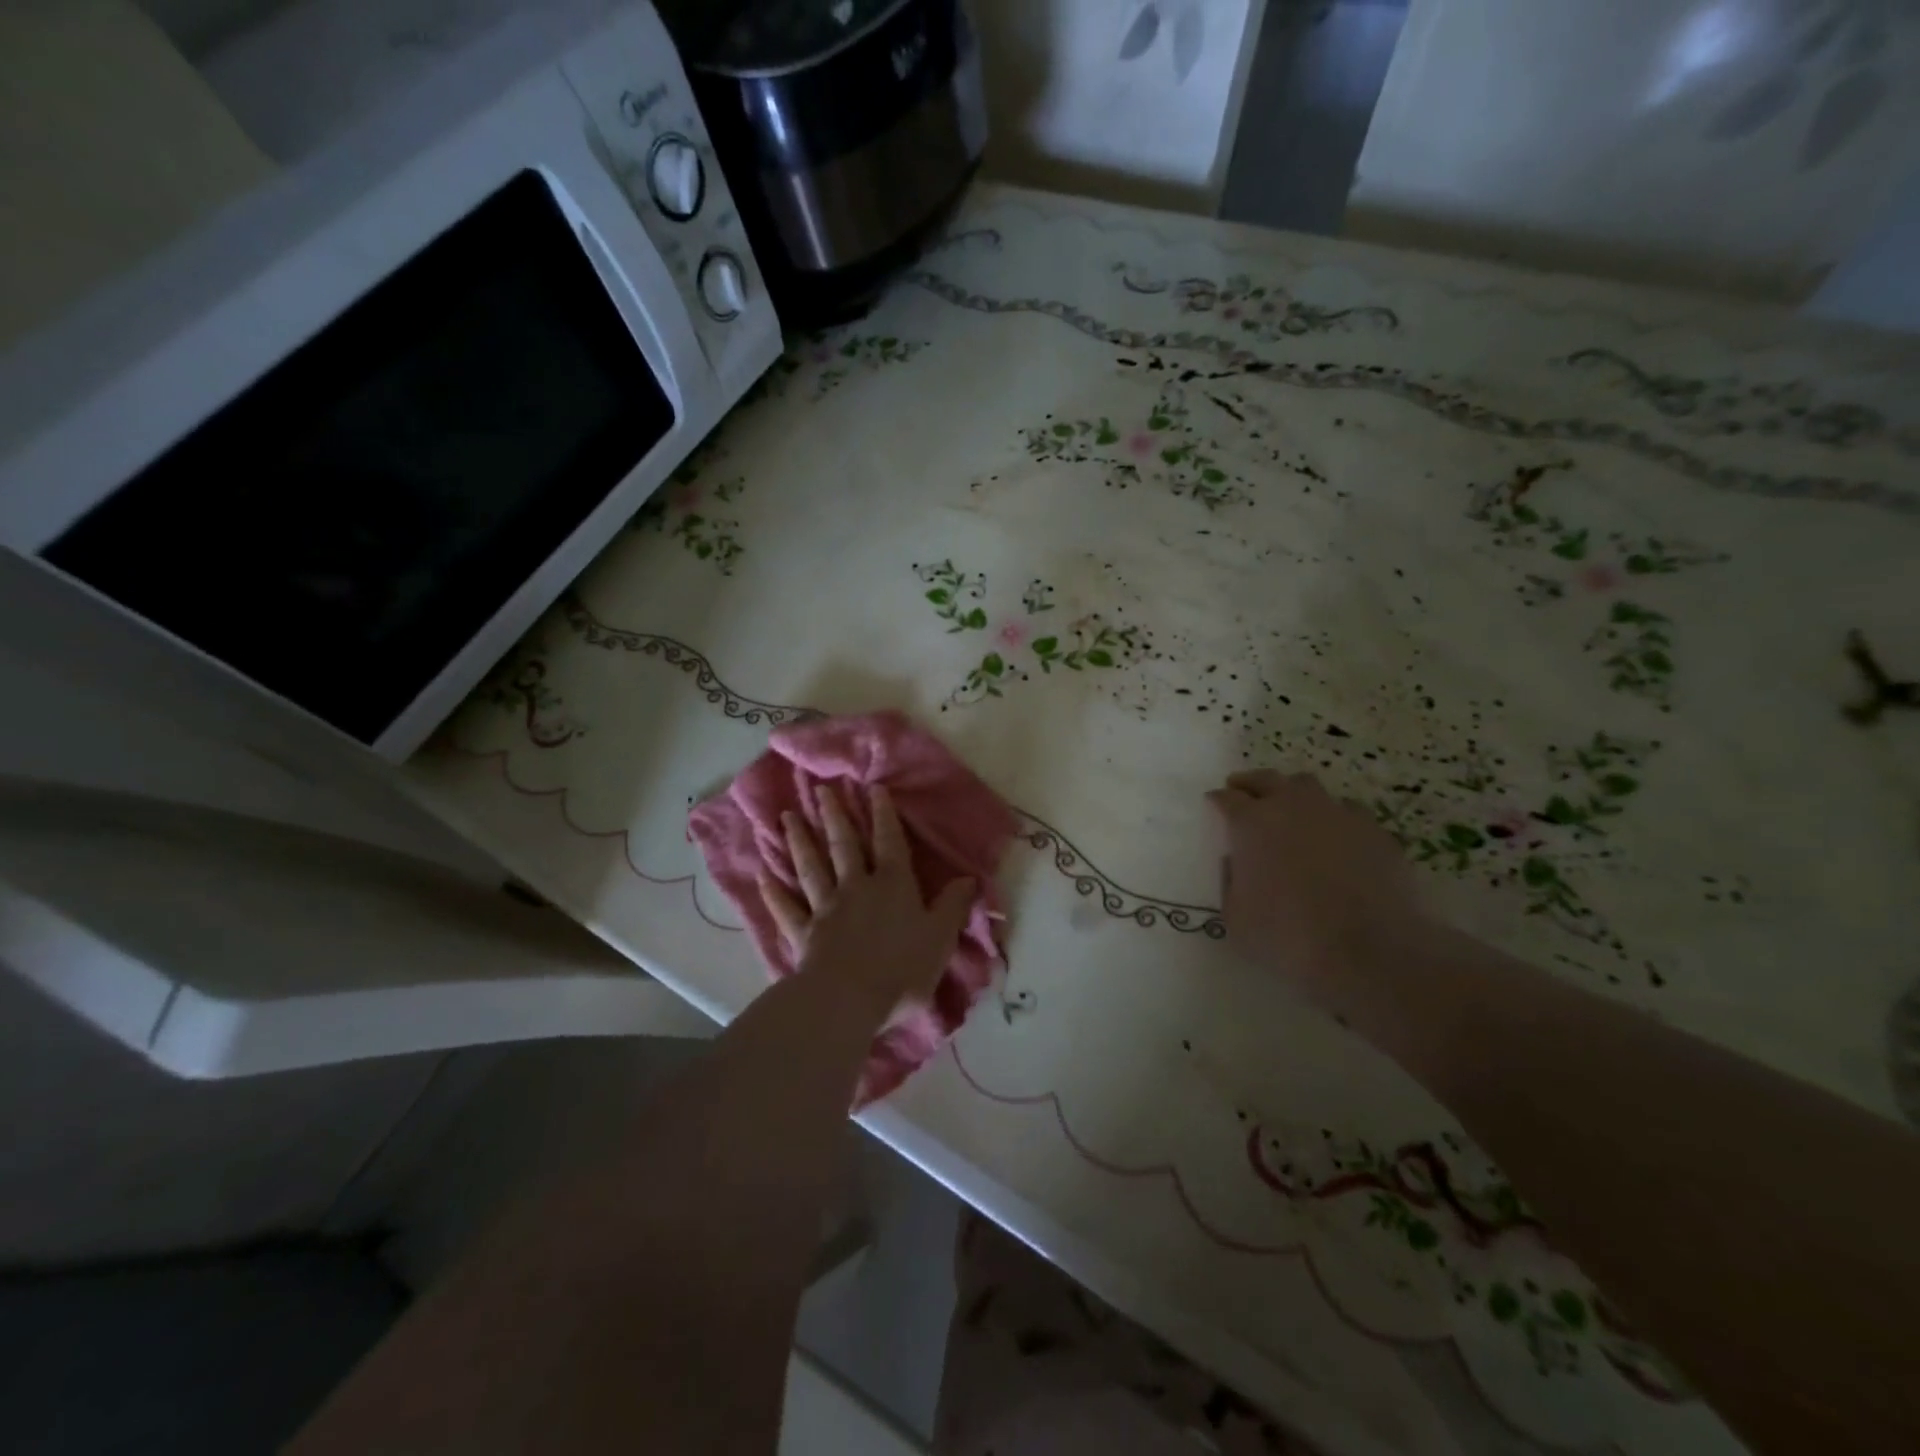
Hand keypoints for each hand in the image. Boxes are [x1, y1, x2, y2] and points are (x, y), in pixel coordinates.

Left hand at [759, 782, 975, 1026]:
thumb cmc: (902, 969)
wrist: (850, 999)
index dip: (883, 814)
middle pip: (844, 846)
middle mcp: (857, 887)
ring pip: (811, 867)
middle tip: (821, 790)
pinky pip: (786, 908)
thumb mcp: (940, 937)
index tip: (873, 788)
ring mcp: (826, 908)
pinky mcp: (803, 933)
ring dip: (799, 841)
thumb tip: (970, 878)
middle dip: (834, 816)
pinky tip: (762, 875)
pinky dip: (773, 892)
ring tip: (786, 817)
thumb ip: (953, 906)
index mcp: (893, 885)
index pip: (889, 841)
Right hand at [1206, 770, 1429, 1012]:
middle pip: (1267, 779)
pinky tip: (1337, 835)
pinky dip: (1336, 818)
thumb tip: (1236, 862)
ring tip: (1291, 808)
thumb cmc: (1286, 936)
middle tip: (1243, 790)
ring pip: (1310, 787)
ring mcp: (1338, 815)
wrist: (1368, 952)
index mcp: (1252, 824)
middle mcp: (1293, 807)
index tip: (1214, 802)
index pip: (1228, 798)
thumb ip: (1230, 881)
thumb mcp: (1234, 917)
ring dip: (1294, 794)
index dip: (1219, 800)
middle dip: (1251, 783)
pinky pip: (1349, 812)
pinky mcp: (1376, 832)